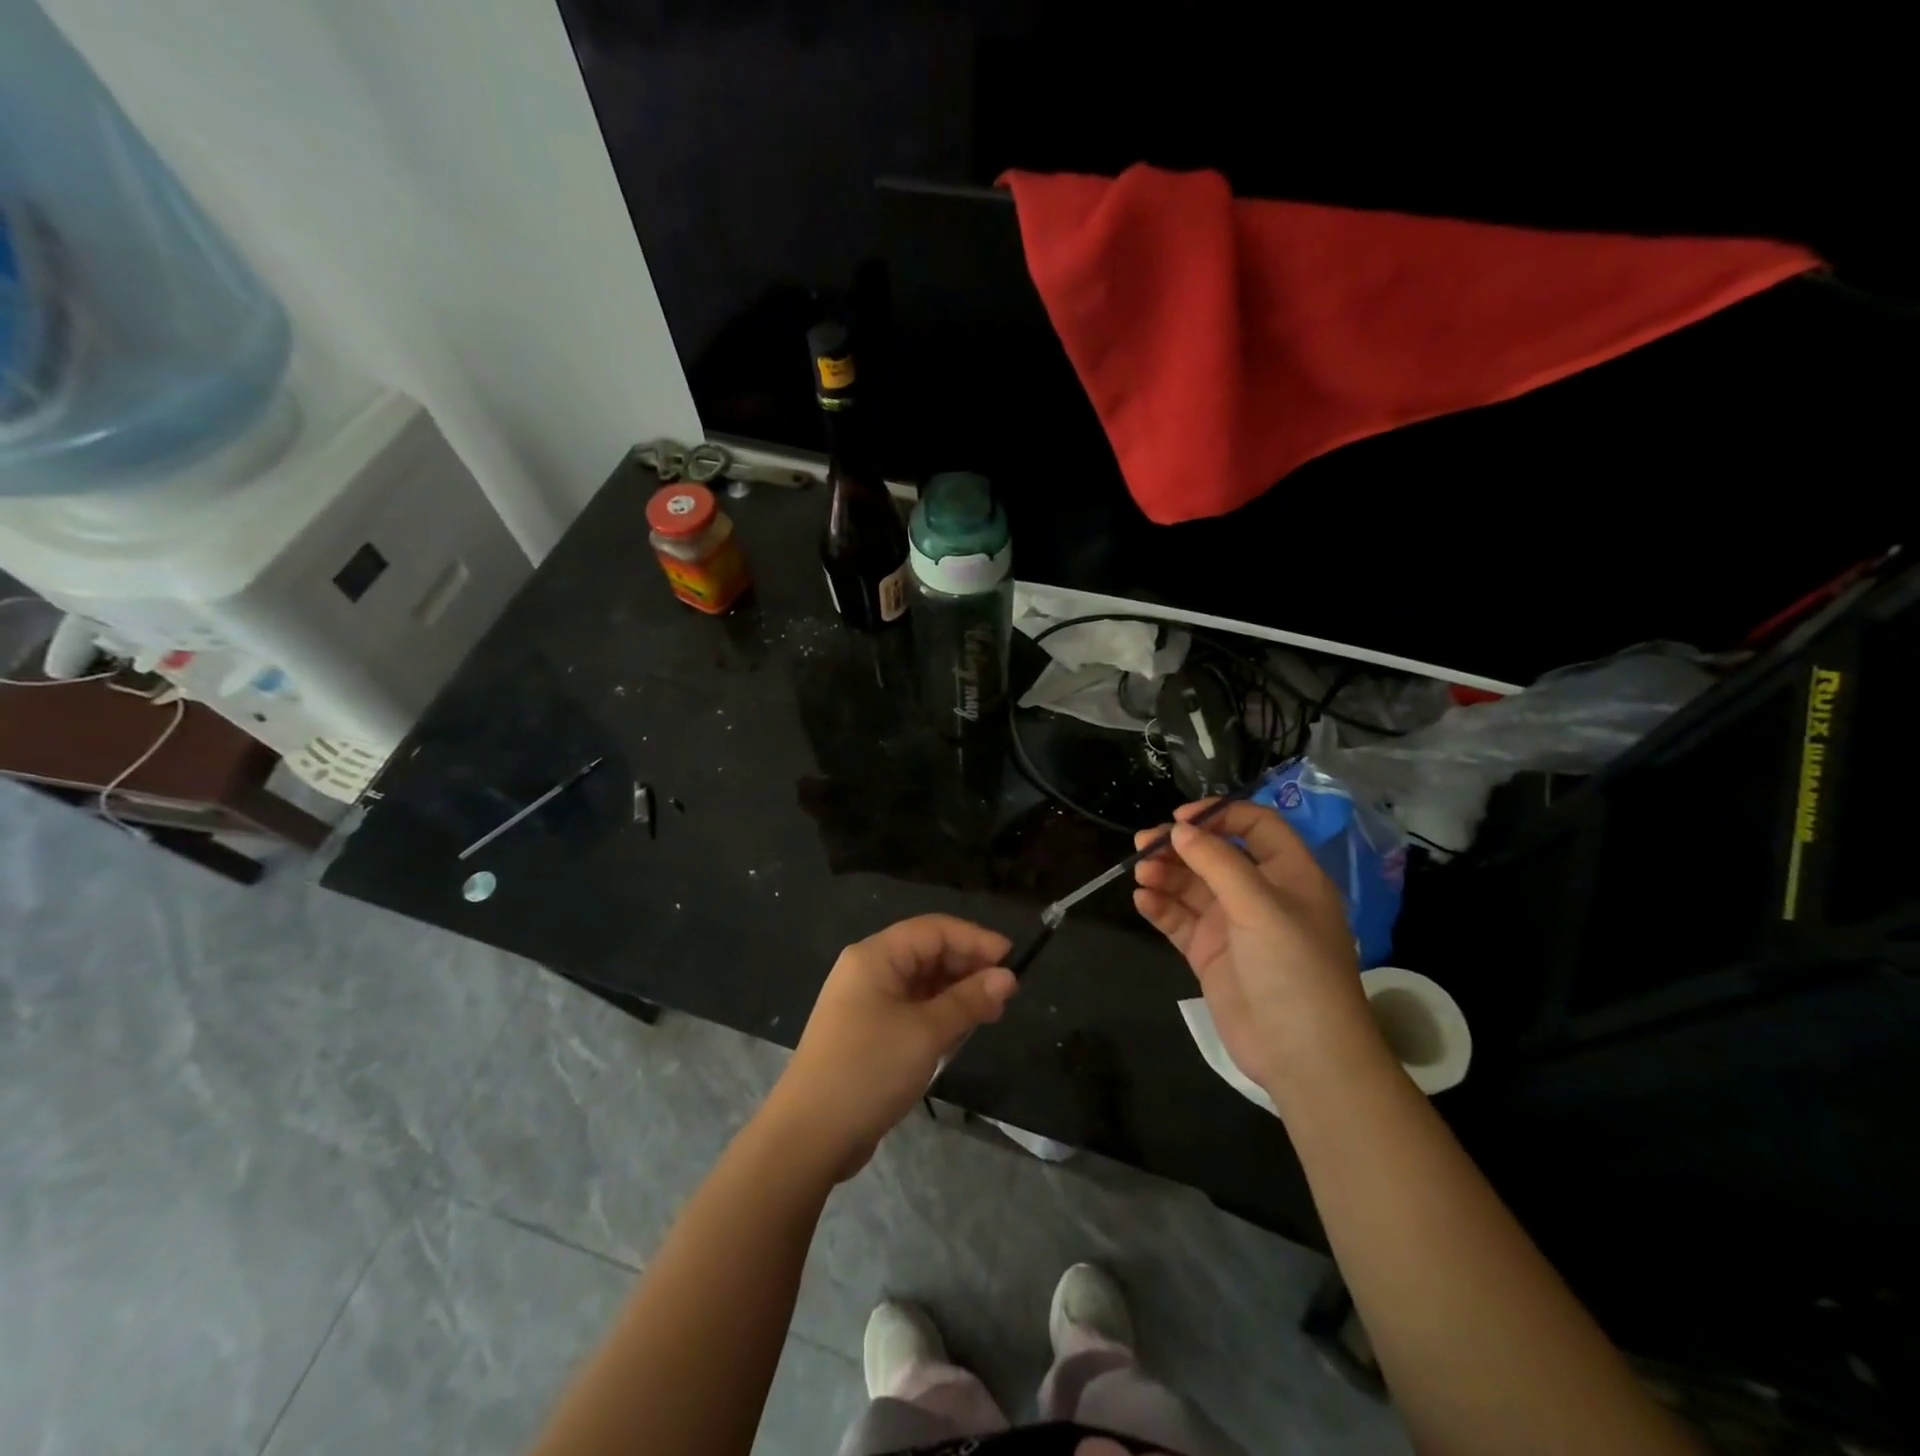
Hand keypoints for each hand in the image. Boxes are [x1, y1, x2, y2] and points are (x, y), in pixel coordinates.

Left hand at [768, 914, 1016, 1179]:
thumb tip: (1007, 977)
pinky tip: (962, 1031)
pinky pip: (912, 1009)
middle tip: (1006, 992)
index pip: (933, 930)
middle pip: (927, 953)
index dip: (975, 939)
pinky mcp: (868, 1032)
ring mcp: (866, 1002)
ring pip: (922, 983)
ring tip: (992, 1013)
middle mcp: (868, 970)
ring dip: (956, 993)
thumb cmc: (868, 1070)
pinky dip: (939, 1014)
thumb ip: (968, 1001)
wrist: (809, 1136)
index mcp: (875, 956)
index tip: (1012, 958)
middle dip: (968, 967)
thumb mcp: (926, 1033)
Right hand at [1133, 800, 1388, 1112]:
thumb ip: (1219, 864)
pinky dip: (1160, 907)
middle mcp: (1260, 894)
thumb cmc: (1294, 970)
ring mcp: (1232, 925)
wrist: (1302, 1056)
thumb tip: (1178, 830)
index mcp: (1289, 874)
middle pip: (1213, 854)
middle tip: (1142, 845)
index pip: (1255, 825)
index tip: (1180, 819)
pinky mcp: (1209, 953)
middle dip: (1178, 846)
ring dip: (1164, 875)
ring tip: (1141, 876)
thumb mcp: (1262, 908)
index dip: (1219, 815)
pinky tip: (1143, 901)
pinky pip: (1179, 919)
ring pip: (1190, 885)